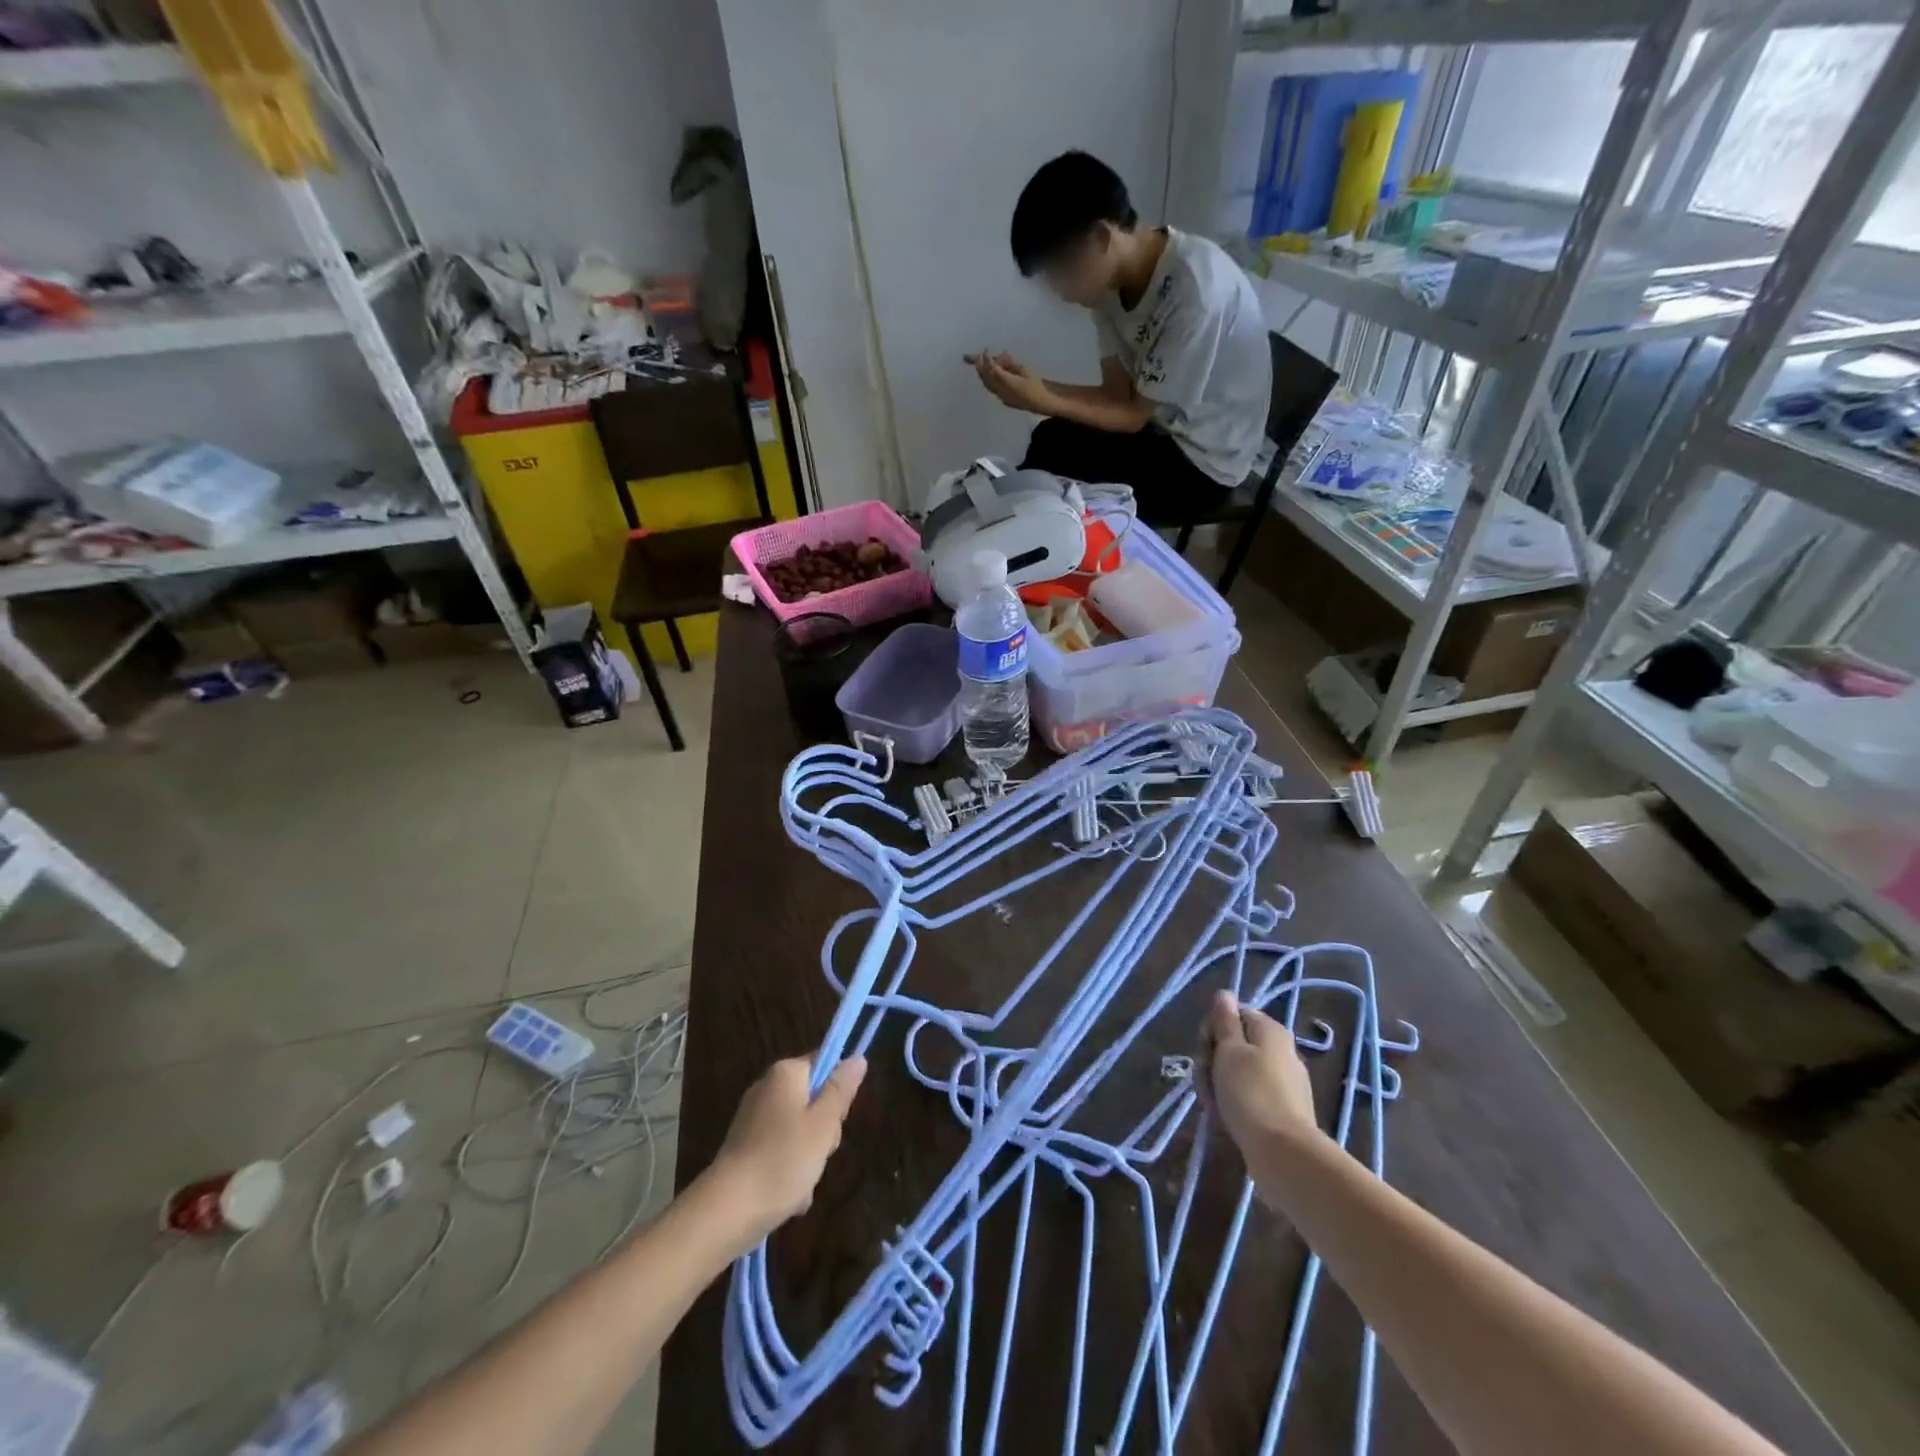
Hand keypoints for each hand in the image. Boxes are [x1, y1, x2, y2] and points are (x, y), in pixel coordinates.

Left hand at [710, 1054, 866, 1240]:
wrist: (727, 1211)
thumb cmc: (783, 1160)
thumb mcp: (823, 1124)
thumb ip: (841, 1090)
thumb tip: (857, 1058)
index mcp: (785, 1074)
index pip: (824, 1064)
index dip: (837, 1092)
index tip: (835, 1120)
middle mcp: (766, 1088)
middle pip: (812, 1100)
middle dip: (823, 1131)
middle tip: (821, 1153)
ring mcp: (753, 1119)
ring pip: (799, 1131)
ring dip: (808, 1157)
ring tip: (803, 1184)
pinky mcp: (744, 1148)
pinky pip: (779, 1151)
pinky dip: (788, 1171)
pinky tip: (789, 1197)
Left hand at [968, 351, 1050, 412]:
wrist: (1039, 403)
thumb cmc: (1035, 385)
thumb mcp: (1025, 370)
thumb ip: (1011, 363)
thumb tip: (1002, 355)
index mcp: (1008, 382)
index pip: (993, 369)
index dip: (988, 359)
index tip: (986, 350)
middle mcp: (1001, 390)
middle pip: (987, 377)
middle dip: (980, 366)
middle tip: (974, 356)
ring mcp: (1000, 396)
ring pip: (987, 384)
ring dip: (982, 373)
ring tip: (977, 364)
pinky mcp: (1002, 399)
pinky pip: (991, 388)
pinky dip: (987, 379)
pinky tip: (986, 374)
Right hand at [1200, 992, 1317, 1154]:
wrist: (1283, 1153)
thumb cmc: (1249, 1092)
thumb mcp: (1229, 1050)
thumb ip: (1224, 1020)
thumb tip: (1225, 993)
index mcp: (1270, 1030)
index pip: (1232, 1014)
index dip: (1211, 1030)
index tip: (1204, 1051)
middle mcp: (1281, 1050)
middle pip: (1235, 1043)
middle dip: (1212, 1059)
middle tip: (1203, 1081)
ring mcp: (1284, 1081)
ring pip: (1240, 1071)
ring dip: (1219, 1083)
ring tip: (1211, 1104)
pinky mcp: (1284, 1108)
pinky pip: (1251, 1094)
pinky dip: (1235, 1101)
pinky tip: (1226, 1117)